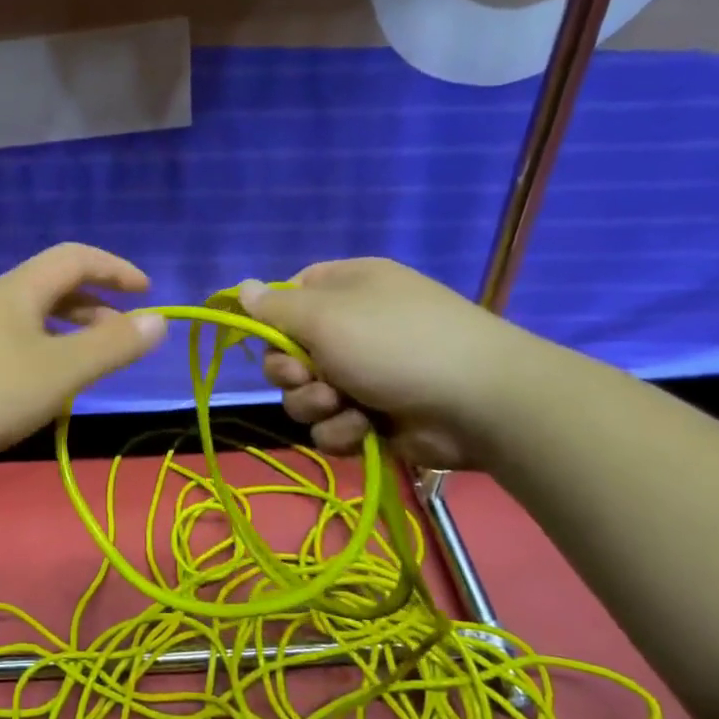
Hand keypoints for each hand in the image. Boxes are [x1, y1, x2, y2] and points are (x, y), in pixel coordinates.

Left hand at [0, 243, 168, 470]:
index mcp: (18, 289)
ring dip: (70, 329)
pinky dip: (45, 349)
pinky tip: (46, 383)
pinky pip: (15, 339)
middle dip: (95, 303)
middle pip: (52, 285)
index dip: (115, 269)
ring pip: (33, 316)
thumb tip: (159, 321)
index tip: (147, 291)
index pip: (75, 258)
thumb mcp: (62, 371)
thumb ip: (113, 346)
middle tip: (122, 334)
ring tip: (91, 361)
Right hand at [237, 258, 550, 469]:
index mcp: (346, 289)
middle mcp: (353, 328)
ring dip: (317, 406)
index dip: (272, 323)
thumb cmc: (396, 344)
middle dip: (292, 375)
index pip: (289, 298)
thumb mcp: (325, 317)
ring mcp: (365, 374)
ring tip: (346, 406)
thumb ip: (274, 309)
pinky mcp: (374, 417)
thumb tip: (240, 287)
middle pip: (288, 355)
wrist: (478, 403)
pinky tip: (366, 429)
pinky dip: (343, 431)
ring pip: (305, 396)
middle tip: (311, 378)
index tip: (268, 340)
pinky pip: (332, 426)